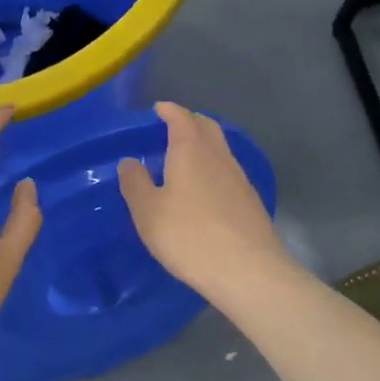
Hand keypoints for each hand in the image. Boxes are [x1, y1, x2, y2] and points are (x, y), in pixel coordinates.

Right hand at [118, 101, 288, 302]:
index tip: (158, 109)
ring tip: (184, 157)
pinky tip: (204, 188)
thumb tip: (129, 161)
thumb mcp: (147, 212)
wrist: (248, 271)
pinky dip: (213, 167)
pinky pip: (227, 171)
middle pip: (207, 127)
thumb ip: (135, 183)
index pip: (181, 118)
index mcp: (191, 151)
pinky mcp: (250, 202)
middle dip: (189, 122)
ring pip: (220, 149)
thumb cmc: (189, 236)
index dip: (169, 111)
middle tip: (172, 127)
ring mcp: (239, 179)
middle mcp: (218, 157)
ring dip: (203, 145)